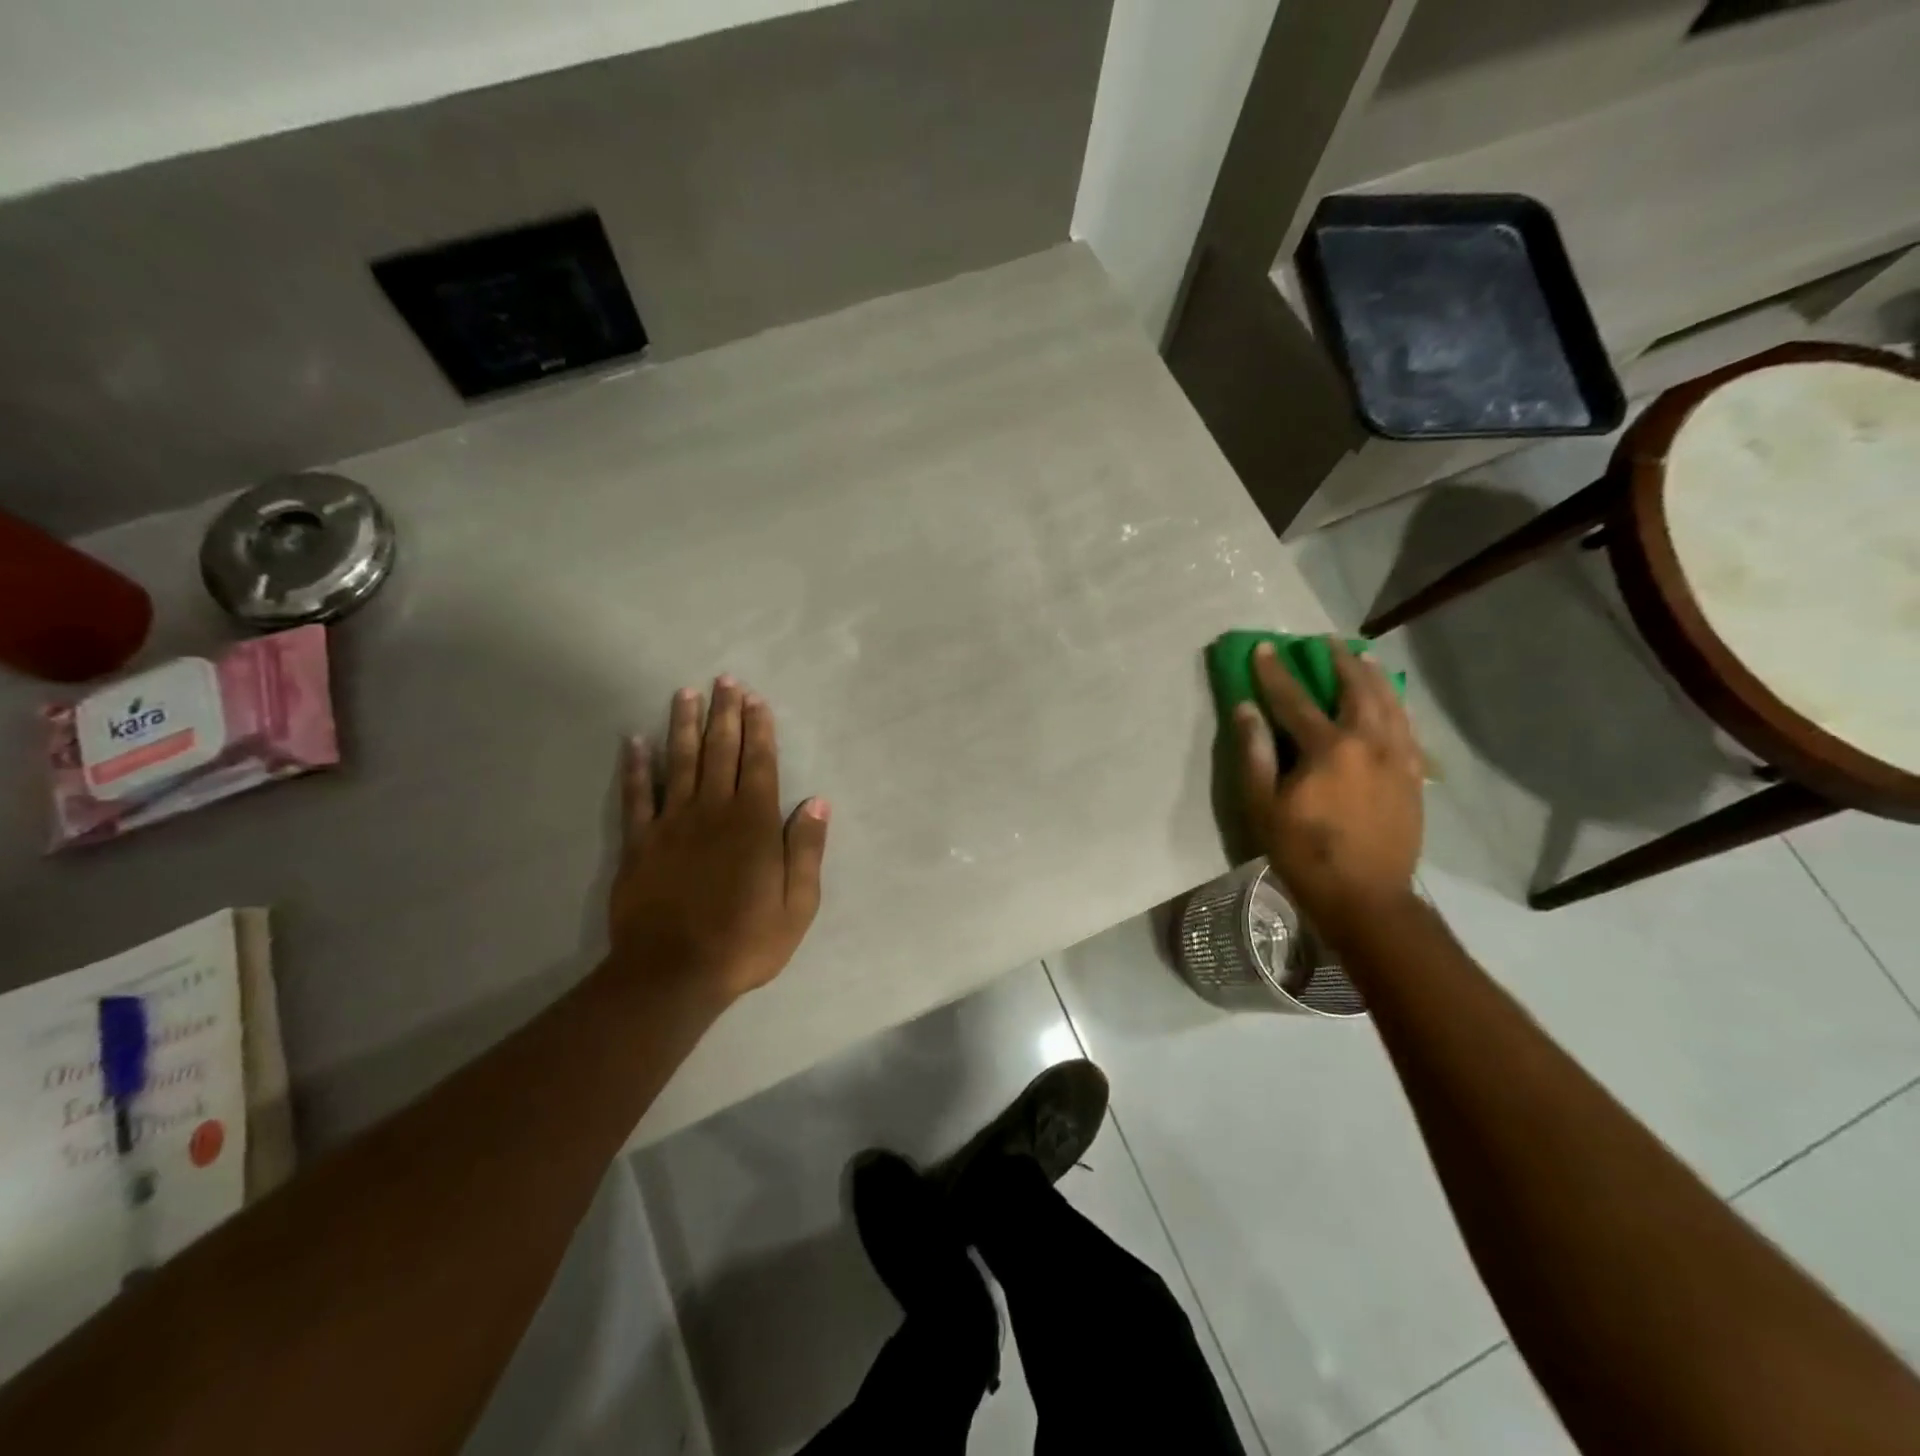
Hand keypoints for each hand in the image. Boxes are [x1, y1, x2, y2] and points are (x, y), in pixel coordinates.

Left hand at [610, 677, 829, 1004]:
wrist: (673, 974)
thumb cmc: (744, 942)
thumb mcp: (797, 905)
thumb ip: (807, 850)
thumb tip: (818, 802)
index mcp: (754, 824)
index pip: (760, 764)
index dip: (759, 730)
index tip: (756, 700)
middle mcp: (714, 812)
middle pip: (721, 752)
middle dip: (725, 714)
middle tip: (725, 680)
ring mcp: (672, 824)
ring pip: (680, 762)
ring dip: (683, 726)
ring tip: (685, 694)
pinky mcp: (639, 843)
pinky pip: (637, 797)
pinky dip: (635, 767)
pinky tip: (634, 741)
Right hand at [1235, 638, 1423, 933]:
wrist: (1366, 896)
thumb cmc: (1304, 852)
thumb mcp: (1263, 807)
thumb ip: (1255, 753)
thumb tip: (1246, 709)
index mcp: (1328, 749)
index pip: (1295, 699)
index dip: (1276, 672)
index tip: (1265, 646)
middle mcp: (1369, 743)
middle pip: (1357, 689)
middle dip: (1340, 661)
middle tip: (1326, 641)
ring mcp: (1399, 759)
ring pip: (1390, 703)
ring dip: (1374, 676)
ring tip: (1363, 656)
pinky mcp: (1414, 777)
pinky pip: (1408, 728)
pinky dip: (1397, 706)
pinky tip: (1391, 702)